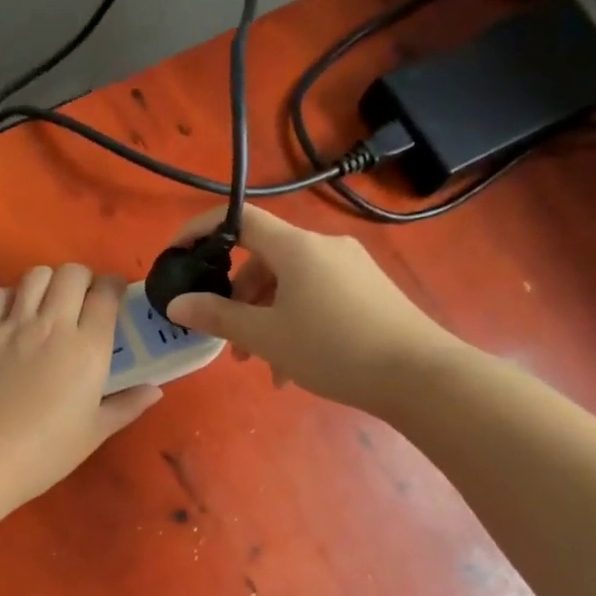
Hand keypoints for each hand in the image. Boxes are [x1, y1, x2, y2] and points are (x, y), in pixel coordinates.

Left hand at [0, 264, 161, 507]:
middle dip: (83, 279)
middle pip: (72, 273)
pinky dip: (12, 296)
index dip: (114, 286)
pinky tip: (15, 316)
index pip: (106, 293)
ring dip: (48, 282)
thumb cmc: (48, 451)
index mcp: (88, 348)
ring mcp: (14, 326)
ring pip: (35, 275)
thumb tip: (154, 390)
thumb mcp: (95, 432)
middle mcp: (53, 325)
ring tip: (49, 303)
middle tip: (83, 300)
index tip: (115, 297)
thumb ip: (127, 405)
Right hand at [165, 206, 462, 411]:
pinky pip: (316, 296)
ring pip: (290, 284)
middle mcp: (324, 247)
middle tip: (228, 340)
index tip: (177, 253)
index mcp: (297, 247)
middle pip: (265, 259)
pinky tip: (294, 366)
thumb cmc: (333, 349)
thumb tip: (176, 303)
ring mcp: (351, 267)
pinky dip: (295, 323)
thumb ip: (217, 316)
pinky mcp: (368, 290)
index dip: (202, 230)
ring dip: (266, 319)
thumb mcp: (266, 336)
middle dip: (239, 299)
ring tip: (262, 366)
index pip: (240, 220)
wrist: (419, 375)